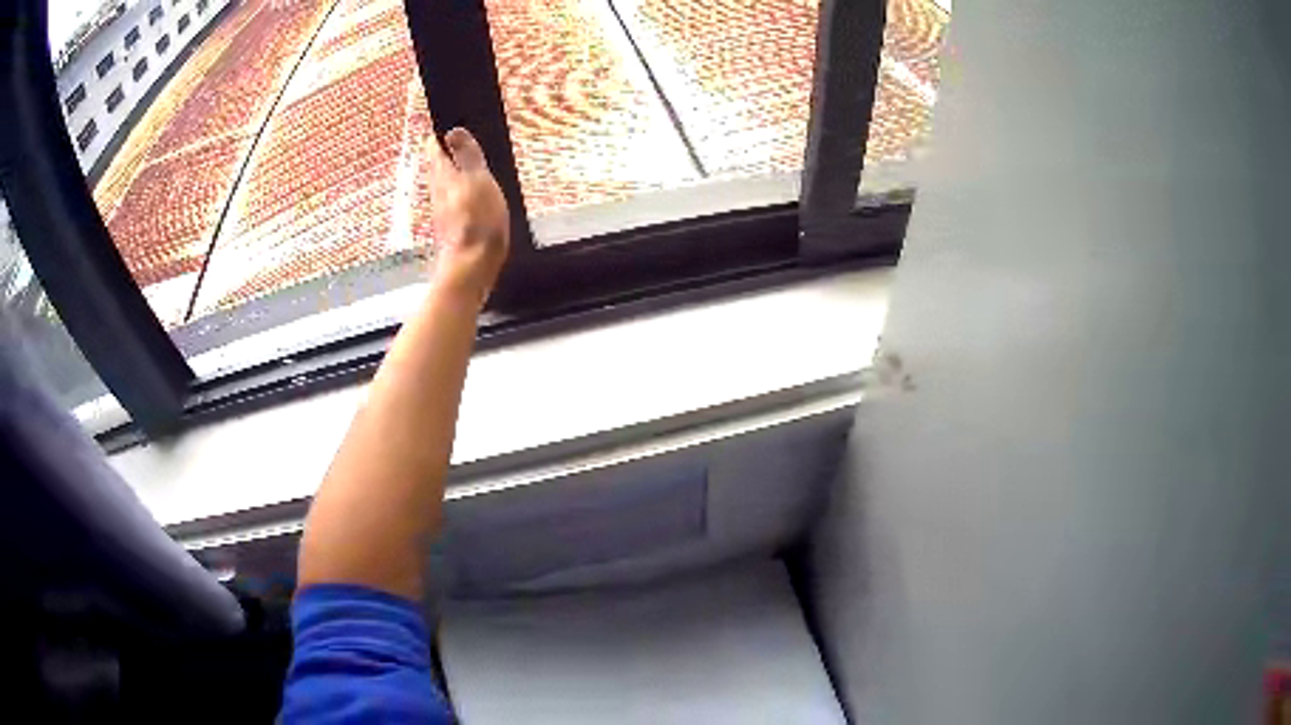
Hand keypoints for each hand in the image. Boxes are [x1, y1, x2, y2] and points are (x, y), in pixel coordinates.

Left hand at [428, 127, 510, 306]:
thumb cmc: (477, 220)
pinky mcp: (449, 230)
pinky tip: (461, 198)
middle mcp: (438, 194)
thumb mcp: (478, 180)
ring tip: (454, 168)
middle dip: (439, 157)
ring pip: (440, 187)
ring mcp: (442, 214)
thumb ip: (467, 156)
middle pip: (435, 170)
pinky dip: (454, 194)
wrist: (470, 266)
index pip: (435, 152)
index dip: (436, 140)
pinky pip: (449, 204)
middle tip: (443, 146)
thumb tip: (453, 130)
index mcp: (444, 178)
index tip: (438, 130)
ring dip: (445, 176)